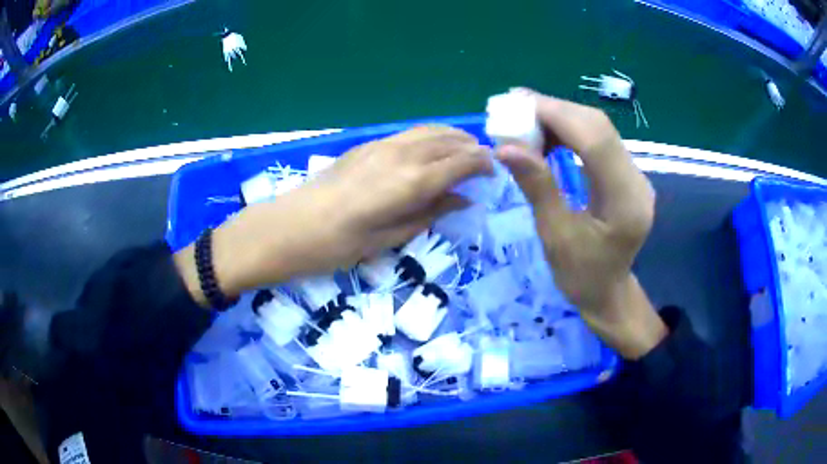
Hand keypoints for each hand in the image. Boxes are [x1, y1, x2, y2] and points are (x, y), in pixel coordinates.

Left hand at [175, 126, 491, 303]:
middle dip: (471, 147)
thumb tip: (462, 200)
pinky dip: (429, 137)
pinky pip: (409, 134)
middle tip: (483, 162)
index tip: (495, 171)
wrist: (287, 226)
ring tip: (462, 151)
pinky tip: (430, 149)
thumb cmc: (337, 245)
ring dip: (451, 137)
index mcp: (411, 182)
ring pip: (428, 131)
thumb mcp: (389, 238)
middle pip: (448, 140)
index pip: (460, 162)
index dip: (482, 164)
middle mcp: (401, 155)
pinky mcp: (366, 146)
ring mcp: (381, 146)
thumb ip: (429, 214)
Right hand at [496, 90, 665, 358]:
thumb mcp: (555, 237)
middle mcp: (637, 181)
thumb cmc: (581, 277)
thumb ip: (537, 187)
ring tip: (525, 120)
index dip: (557, 115)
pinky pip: (599, 142)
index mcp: (625, 202)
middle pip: (599, 127)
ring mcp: (635, 176)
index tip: (517, 104)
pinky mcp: (626, 175)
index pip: (596, 140)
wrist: (608, 294)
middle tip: (514, 107)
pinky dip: (570, 132)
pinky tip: (546, 136)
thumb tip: (505, 147)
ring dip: (561, 118)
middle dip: (556, 111)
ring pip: (599, 129)